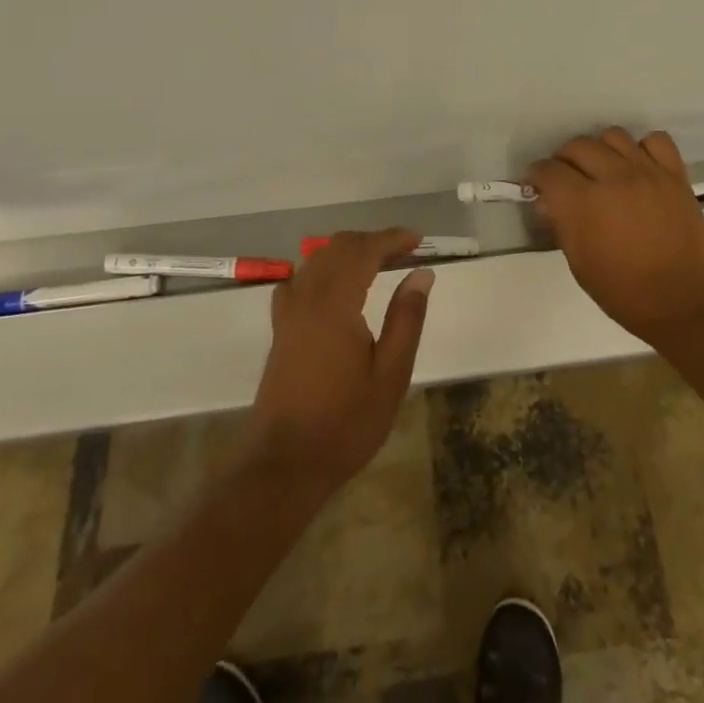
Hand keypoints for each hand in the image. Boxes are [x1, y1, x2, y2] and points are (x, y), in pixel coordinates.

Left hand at [244, 227, 433, 494]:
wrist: (284, 464)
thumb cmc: (345, 423)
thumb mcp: (390, 375)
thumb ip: (407, 319)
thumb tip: (422, 274)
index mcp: (335, 303)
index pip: (364, 250)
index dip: (392, 238)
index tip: (419, 240)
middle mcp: (307, 296)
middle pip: (338, 247)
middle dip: (372, 241)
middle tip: (405, 252)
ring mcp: (288, 311)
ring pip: (317, 260)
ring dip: (348, 252)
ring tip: (379, 264)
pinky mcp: (280, 328)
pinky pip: (301, 278)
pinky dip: (324, 269)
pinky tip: (338, 287)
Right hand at [529, 127, 703, 346]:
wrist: (685, 304)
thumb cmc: (626, 293)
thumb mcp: (580, 265)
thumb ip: (562, 225)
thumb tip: (550, 201)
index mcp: (584, 203)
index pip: (548, 170)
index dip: (536, 175)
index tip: (535, 183)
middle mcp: (613, 178)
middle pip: (578, 145)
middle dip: (564, 159)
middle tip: (566, 178)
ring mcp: (647, 172)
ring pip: (613, 135)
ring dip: (600, 149)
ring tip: (602, 169)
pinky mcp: (675, 175)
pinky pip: (656, 140)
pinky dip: (642, 148)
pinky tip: (638, 167)